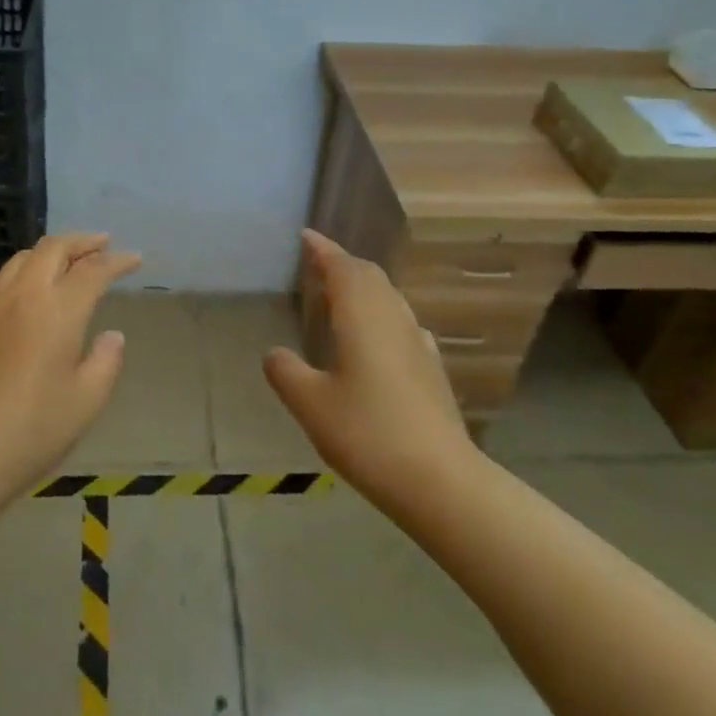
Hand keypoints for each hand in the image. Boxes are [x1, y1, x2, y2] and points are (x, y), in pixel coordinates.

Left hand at [0, 232, 141, 503]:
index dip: (118, 261)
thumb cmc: (30, 432)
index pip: (94, 270)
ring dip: (50, 253)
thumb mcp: (86, 403)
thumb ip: (106, 362)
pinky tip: (21, 289)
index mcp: (58, 311)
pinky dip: (19, 272)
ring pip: (22, 258)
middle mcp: (23, 294)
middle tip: (102, 244)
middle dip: (83, 242)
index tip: (134, 259)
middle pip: (54, 248)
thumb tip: (111, 335)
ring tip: (65, 262)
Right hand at [265, 230, 472, 504]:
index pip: (342, 267)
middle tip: (317, 264)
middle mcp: (394, 318)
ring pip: (389, 298)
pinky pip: (401, 322)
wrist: (440, 480)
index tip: (305, 236)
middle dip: (343, 264)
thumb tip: (275, 354)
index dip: (323, 249)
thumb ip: (286, 372)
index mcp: (363, 316)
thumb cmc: (368, 434)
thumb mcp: (311, 404)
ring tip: (339, 297)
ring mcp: (418, 342)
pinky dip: (380, 314)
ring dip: (363, 288)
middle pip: (370, 276)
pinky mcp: (431, 368)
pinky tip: (376, 338)